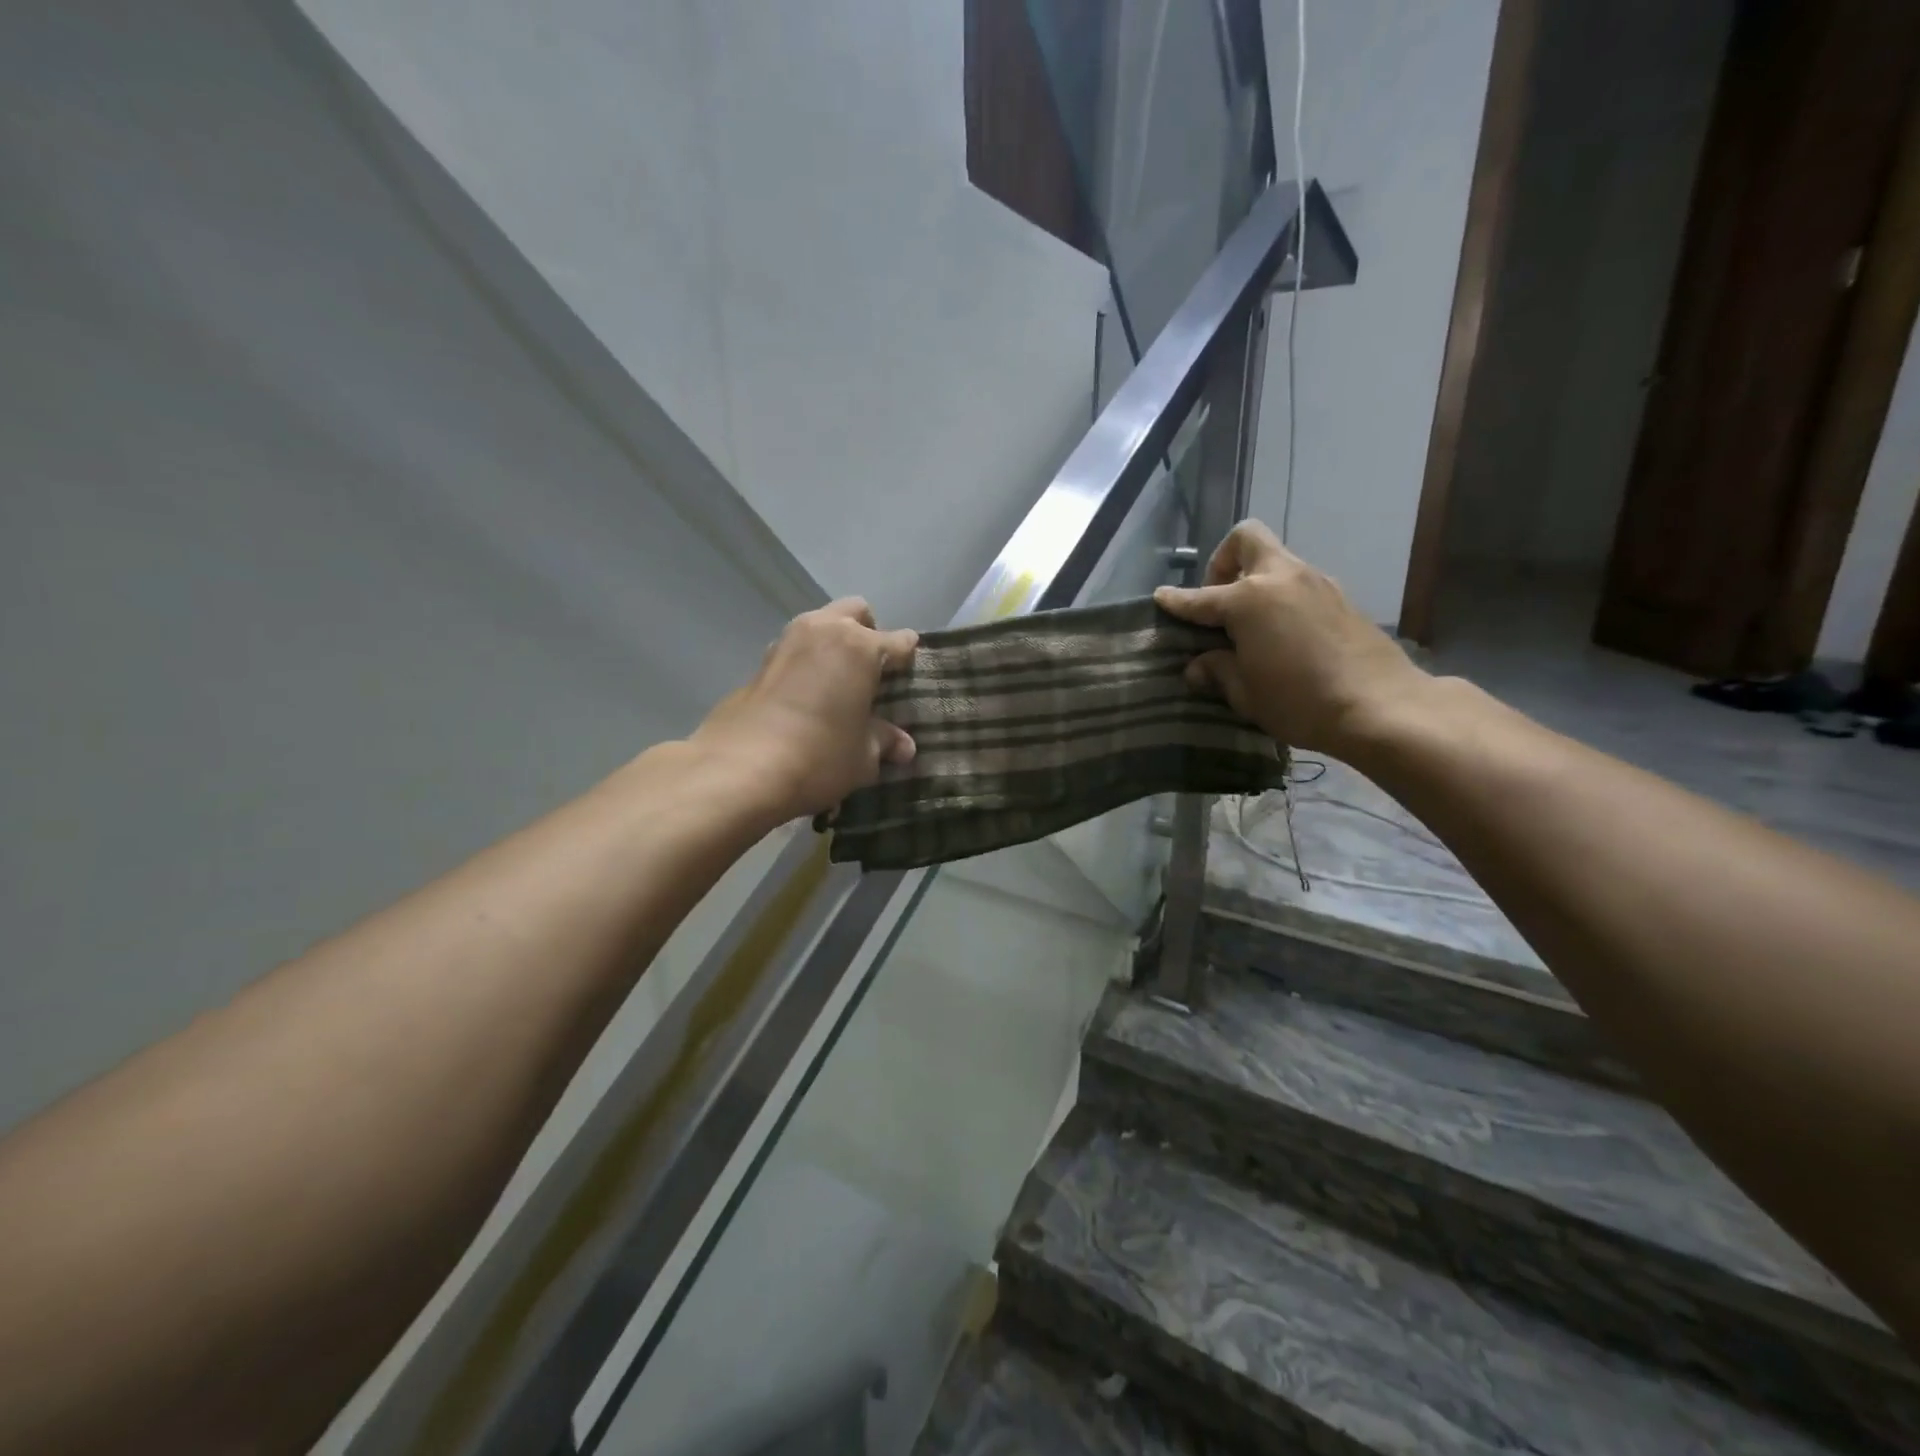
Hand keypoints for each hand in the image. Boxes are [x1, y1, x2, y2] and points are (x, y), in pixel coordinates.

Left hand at [692, 599, 918, 819]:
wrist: (740, 768)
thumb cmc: (819, 756)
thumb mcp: (863, 756)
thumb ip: (884, 742)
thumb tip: (904, 747)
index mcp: (861, 647)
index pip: (899, 641)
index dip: (908, 659)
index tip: (909, 678)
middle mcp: (824, 631)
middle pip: (856, 612)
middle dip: (868, 632)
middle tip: (871, 672)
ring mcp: (787, 641)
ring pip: (820, 624)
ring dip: (833, 643)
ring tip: (837, 683)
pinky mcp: (760, 661)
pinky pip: (795, 648)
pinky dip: (806, 661)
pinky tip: (807, 695)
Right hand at [1154, 520, 1426, 754]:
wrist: (1381, 706)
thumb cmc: (1300, 701)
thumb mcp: (1246, 694)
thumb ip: (1218, 671)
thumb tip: (1200, 666)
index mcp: (1249, 599)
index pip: (1200, 597)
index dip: (1176, 600)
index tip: (1161, 598)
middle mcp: (1281, 578)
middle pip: (1246, 539)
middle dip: (1224, 561)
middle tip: (1219, 599)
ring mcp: (1316, 583)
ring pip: (1277, 561)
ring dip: (1256, 581)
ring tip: (1249, 625)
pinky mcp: (1341, 598)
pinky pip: (1299, 584)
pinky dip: (1281, 598)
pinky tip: (1282, 634)